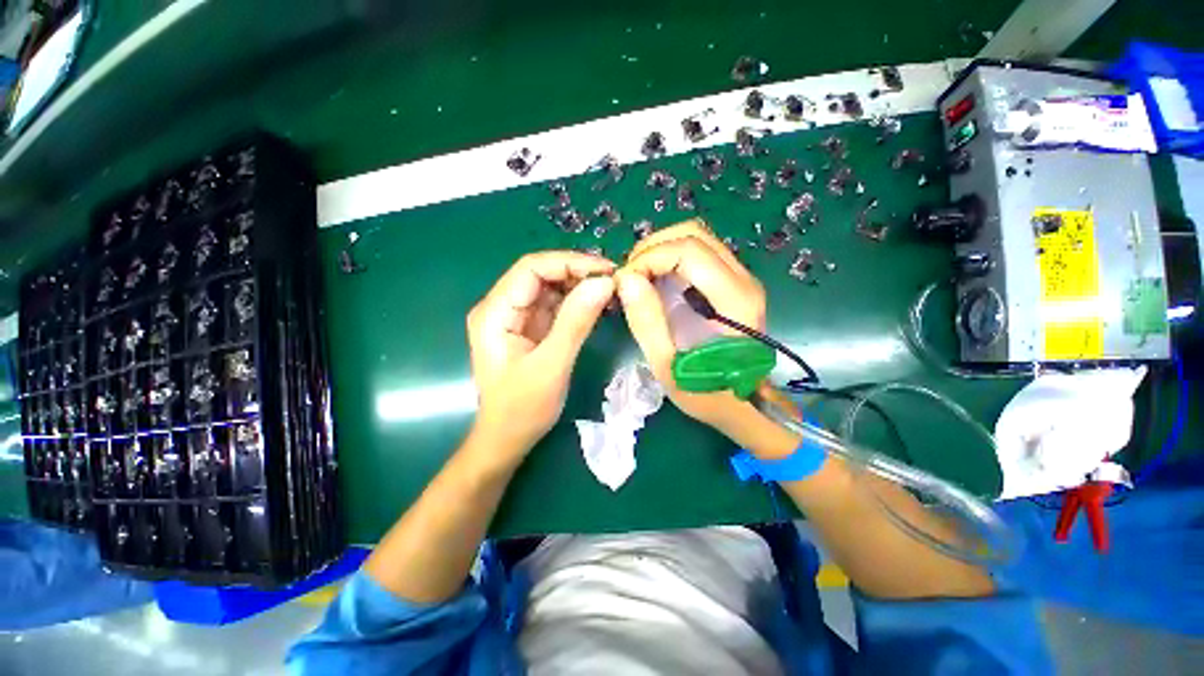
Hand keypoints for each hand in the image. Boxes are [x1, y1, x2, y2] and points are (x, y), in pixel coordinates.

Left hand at [467, 251, 615, 462]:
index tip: (605, 271)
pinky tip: (599, 305)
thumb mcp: (551, 366)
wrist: (508, 439)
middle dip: (577, 272)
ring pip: (551, 287)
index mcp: (495, 312)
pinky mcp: (531, 328)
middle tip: (614, 281)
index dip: (569, 262)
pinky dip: (578, 302)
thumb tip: (604, 283)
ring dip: (580, 286)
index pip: (531, 268)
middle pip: (541, 274)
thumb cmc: (522, 409)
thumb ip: (575, 323)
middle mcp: (502, 307)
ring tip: (611, 291)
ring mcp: (517, 317)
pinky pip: (555, 305)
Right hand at [615, 220, 768, 441]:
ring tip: (638, 278)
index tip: (624, 283)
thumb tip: (626, 280)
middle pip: (694, 233)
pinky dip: (669, 258)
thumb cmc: (709, 393)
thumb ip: (647, 323)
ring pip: (697, 238)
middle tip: (629, 278)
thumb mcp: (669, 367)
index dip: (649, 257)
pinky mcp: (731, 283)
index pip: (688, 250)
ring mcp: (740, 278)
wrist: (744, 404)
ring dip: (660, 250)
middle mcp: (743, 279)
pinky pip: (698, 253)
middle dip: (652, 248)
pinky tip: (654, 281)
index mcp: (734, 299)